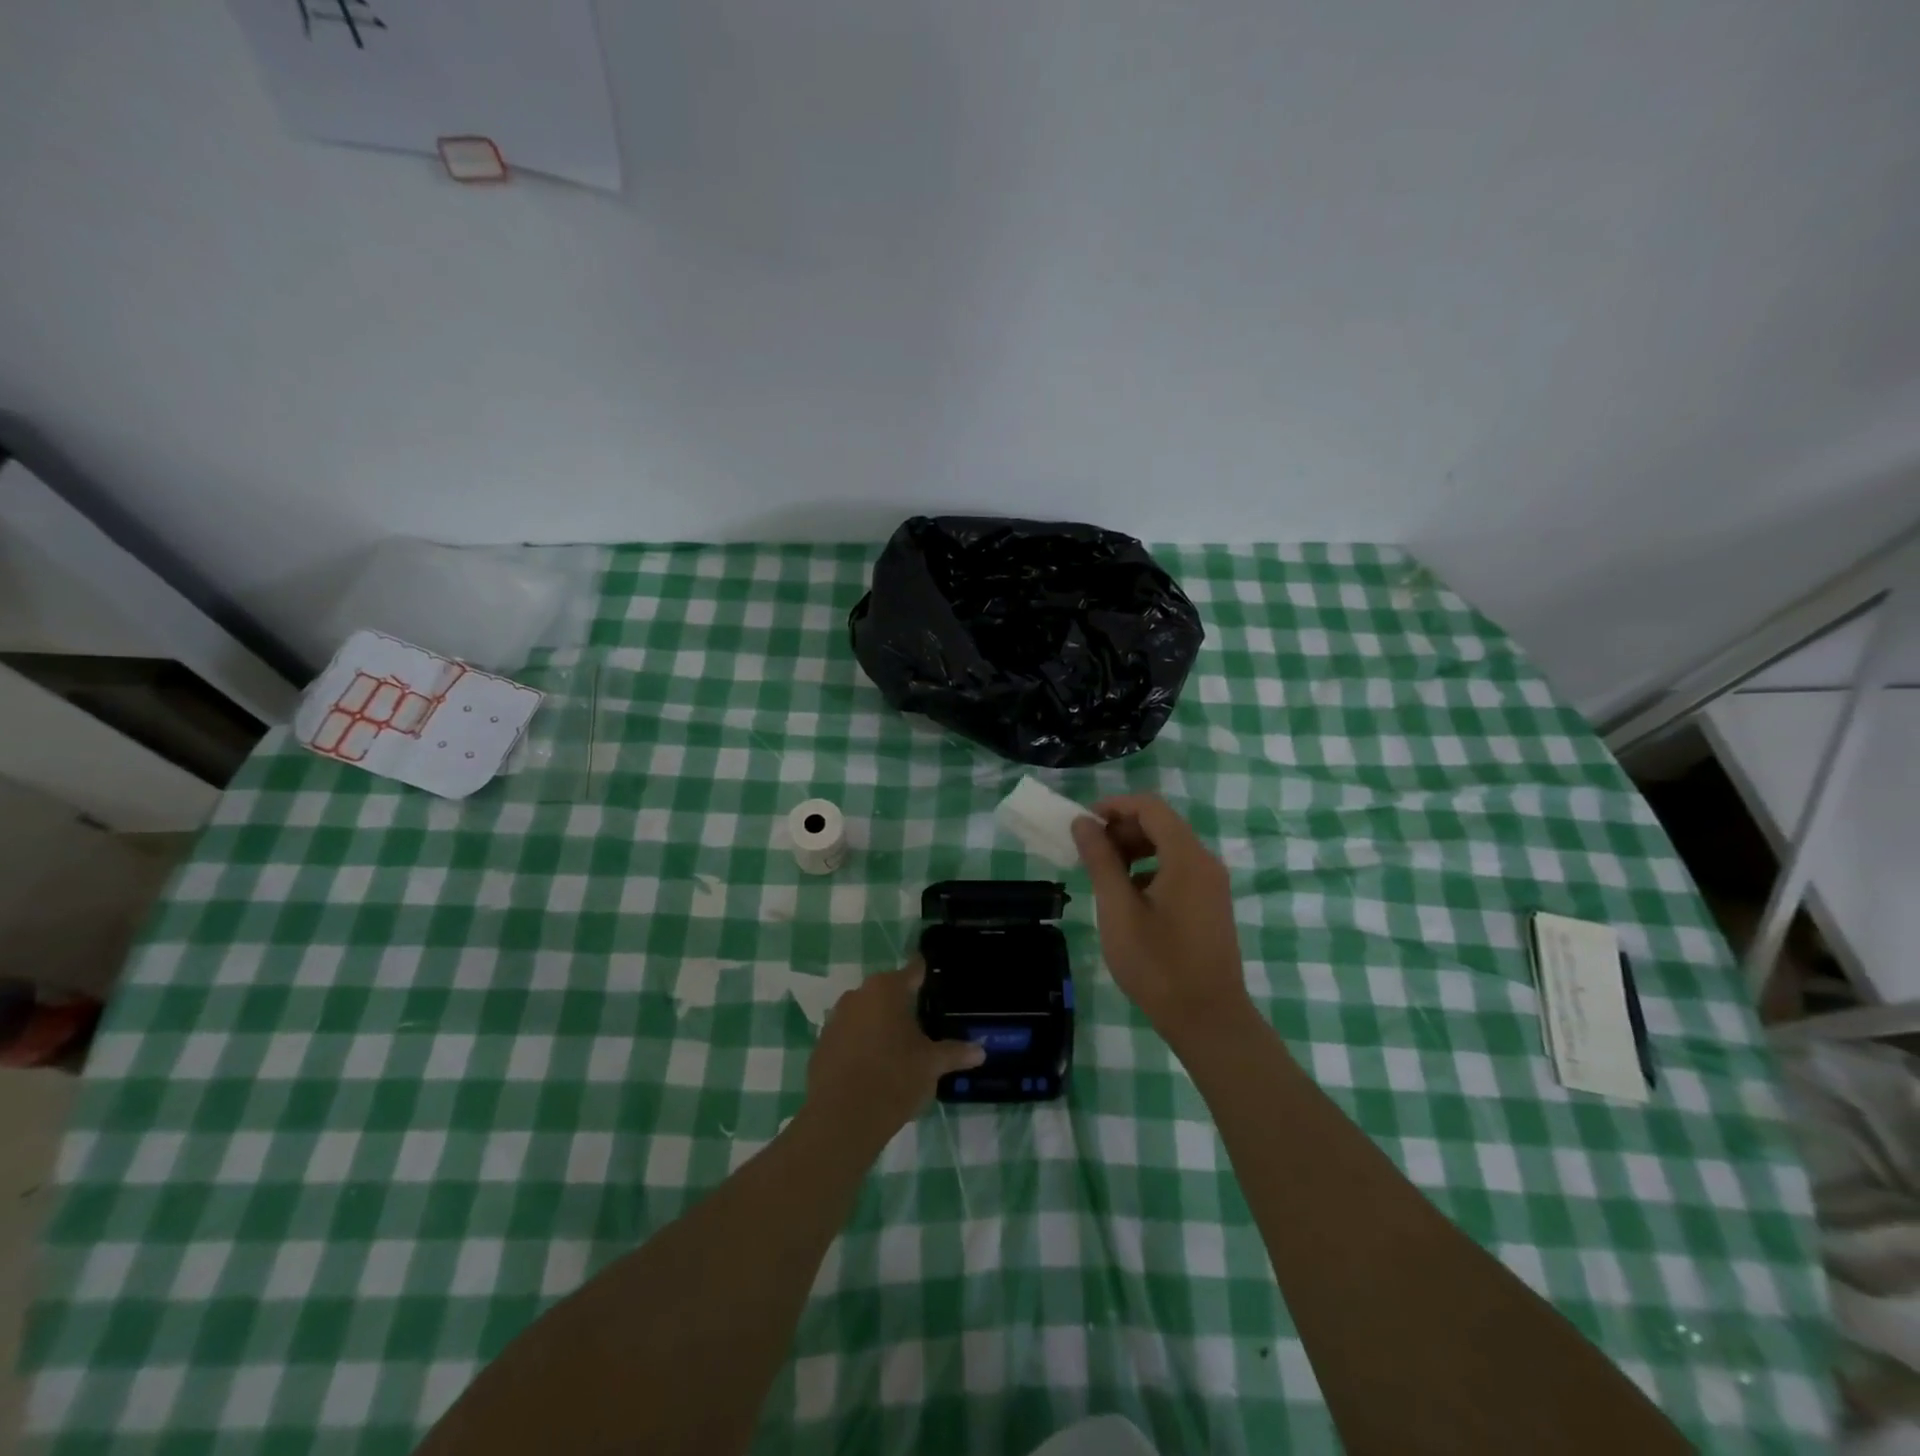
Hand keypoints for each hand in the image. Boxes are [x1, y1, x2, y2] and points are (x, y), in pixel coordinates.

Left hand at [805, 965, 985, 1140]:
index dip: (924, 974)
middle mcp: (858, 995)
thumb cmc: (895, 1078)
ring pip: (864, 1014)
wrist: (842, 1118)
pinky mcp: (821, 1045)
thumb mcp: (932, 1065)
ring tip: (898, 1048)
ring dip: (878, 1024)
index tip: (933, 978)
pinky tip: (872, 1067)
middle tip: (921, 1023)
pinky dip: (860, 1045)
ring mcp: (835, 1019)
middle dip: (901, 1004)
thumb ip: (955, 1053)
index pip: (912, 971)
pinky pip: (847, 1036)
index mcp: (887, 989)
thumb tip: (981, 1050)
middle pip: (886, 992)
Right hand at [1072, 794, 1252, 1042]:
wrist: (1208, 1019)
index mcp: (1187, 857)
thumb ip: (1100, 860)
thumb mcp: (1118, 910)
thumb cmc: (1158, 965)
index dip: (1114, 806)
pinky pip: (1177, 870)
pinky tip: (1128, 899)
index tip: (1083, 824)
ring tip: (1104, 876)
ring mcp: (1212, 884)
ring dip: (1134, 850)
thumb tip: (1083, 822)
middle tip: (1090, 854)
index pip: (1150, 807)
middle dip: (1122, 829)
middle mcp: (1205, 862)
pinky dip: (1149, 870)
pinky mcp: (1210, 904)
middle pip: (1161, 824)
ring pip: (1169, 847)